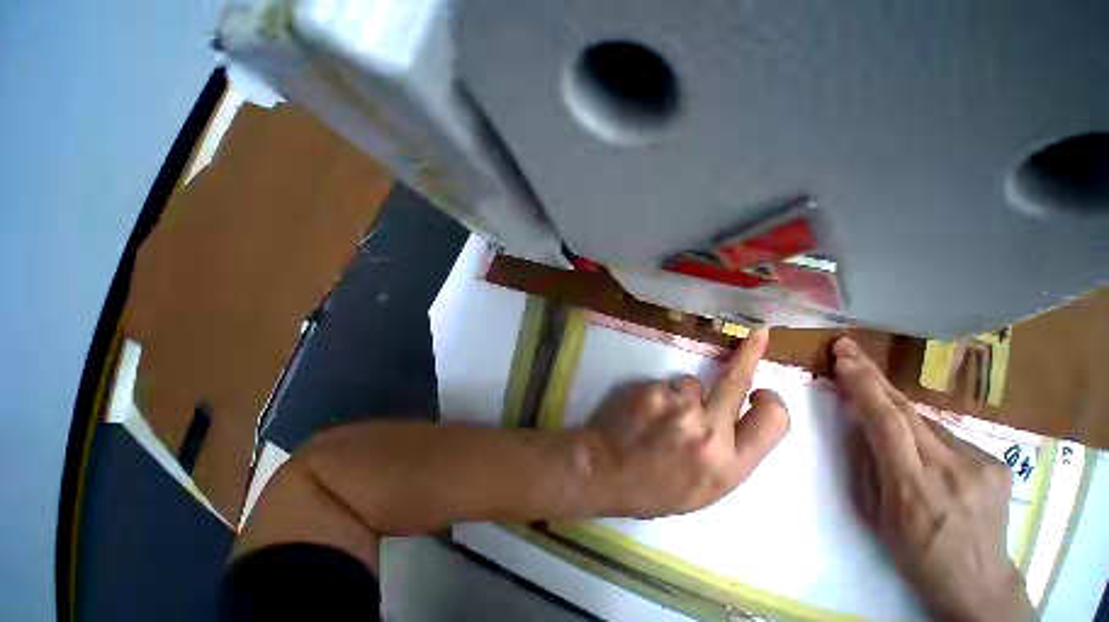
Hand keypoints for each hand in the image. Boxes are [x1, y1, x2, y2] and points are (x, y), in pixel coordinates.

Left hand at [582, 328, 789, 517]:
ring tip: (661, 416)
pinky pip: (664, 383)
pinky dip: (659, 393)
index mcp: (730, 465)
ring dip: (682, 394)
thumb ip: (729, 455)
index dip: (772, 404)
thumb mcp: (706, 489)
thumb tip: (740, 420)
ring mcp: (679, 407)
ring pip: (691, 382)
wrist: (607, 473)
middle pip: (737, 380)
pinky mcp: (652, 390)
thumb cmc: (656, 488)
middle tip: (756, 333)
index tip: (762, 394)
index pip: (774, 422)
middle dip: (750, 352)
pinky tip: (644, 412)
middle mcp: (710, 431)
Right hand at [831, 338, 1035, 621]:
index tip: (842, 358)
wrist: (977, 581)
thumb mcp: (875, 513)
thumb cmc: (914, 552)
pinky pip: (948, 436)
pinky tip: (925, 454)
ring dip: (898, 411)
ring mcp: (979, 463)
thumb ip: (866, 464)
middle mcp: (949, 467)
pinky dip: (926, 435)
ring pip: (926, 422)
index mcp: (911, 485)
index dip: (863, 386)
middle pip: (906, 409)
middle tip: (848, 348)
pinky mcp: (995, 462)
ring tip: (883, 416)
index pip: (885, 421)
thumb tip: (858, 424)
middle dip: (872, 375)